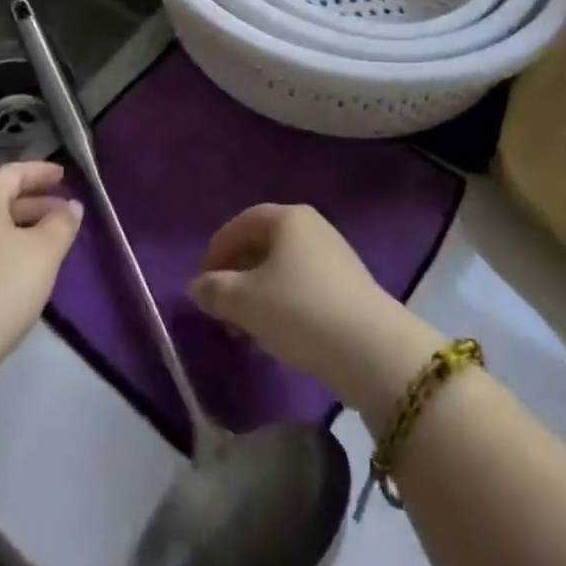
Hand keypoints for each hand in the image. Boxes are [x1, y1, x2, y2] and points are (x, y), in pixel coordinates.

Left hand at [0, 161, 83, 368]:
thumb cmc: (2, 286)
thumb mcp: (45, 250)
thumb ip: (62, 223)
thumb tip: (71, 206)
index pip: (11, 173)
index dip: (39, 172)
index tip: (63, 177)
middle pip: (0, 201)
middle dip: (35, 203)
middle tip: (63, 213)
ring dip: (23, 230)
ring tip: (51, 245)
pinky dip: (8, 252)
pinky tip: (26, 274)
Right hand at [186, 204, 441, 419]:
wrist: (369, 347)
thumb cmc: (300, 311)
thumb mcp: (246, 302)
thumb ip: (216, 290)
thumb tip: (196, 285)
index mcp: (288, 218)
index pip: (243, 222)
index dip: (218, 248)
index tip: (202, 279)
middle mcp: (312, 226)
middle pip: (263, 243)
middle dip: (237, 273)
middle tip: (220, 307)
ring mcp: (334, 254)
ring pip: (283, 267)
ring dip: (257, 292)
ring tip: (243, 329)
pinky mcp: (348, 284)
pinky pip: (302, 284)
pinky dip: (281, 301)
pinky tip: (275, 333)